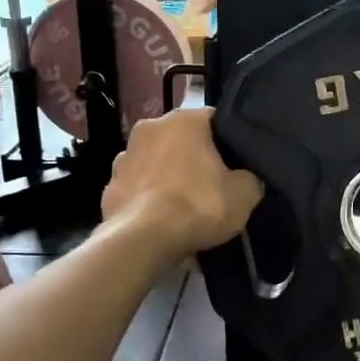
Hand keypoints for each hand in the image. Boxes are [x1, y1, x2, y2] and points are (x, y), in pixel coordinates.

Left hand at [101, 108, 261, 256]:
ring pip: (157, 161)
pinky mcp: (110, 185)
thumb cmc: (197, 206)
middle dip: (196, 157)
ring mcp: (124, 155)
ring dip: (169, 175)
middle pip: (182, 139)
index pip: (215, 120)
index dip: (228, 142)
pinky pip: (139, 186)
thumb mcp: (244, 195)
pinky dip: (150, 197)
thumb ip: (250, 179)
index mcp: (184, 119)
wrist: (142, 241)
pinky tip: (161, 219)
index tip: (237, 164)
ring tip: (184, 205)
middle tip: (213, 185)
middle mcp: (150, 127)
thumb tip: (245, 179)